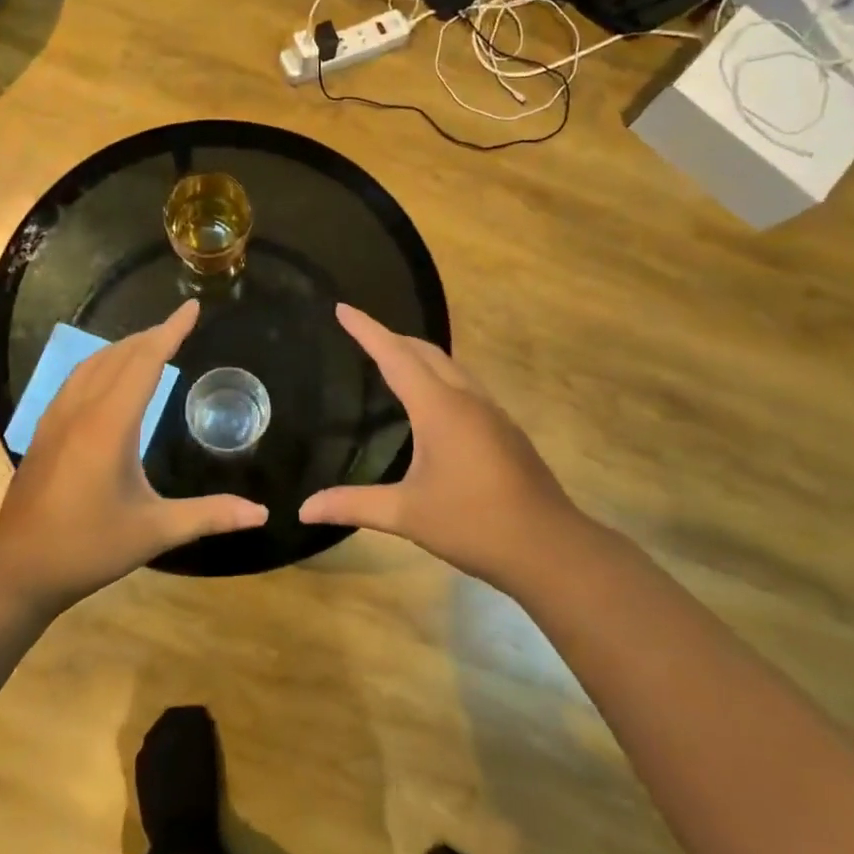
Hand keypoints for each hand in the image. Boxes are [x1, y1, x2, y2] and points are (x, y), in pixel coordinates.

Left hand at [0, 301, 267, 612]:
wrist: (18, 569)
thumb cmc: (88, 547)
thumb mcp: (154, 532)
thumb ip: (209, 516)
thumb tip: (261, 514)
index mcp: (109, 425)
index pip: (145, 362)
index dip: (170, 331)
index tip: (191, 308)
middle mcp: (81, 410)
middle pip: (118, 356)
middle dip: (151, 336)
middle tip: (179, 326)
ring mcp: (56, 419)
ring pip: (92, 364)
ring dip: (123, 348)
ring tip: (150, 345)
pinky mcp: (44, 431)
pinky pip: (76, 380)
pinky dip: (101, 365)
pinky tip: (108, 378)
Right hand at [300, 305, 581, 589]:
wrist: (547, 546)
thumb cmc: (472, 524)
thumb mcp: (406, 515)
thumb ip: (353, 505)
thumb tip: (305, 509)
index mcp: (439, 408)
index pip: (394, 356)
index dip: (367, 330)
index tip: (342, 307)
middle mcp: (466, 399)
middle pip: (425, 352)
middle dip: (391, 337)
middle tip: (361, 333)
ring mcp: (491, 412)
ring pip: (451, 366)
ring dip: (419, 354)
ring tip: (393, 358)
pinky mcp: (505, 429)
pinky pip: (466, 385)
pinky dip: (440, 376)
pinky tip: (433, 401)